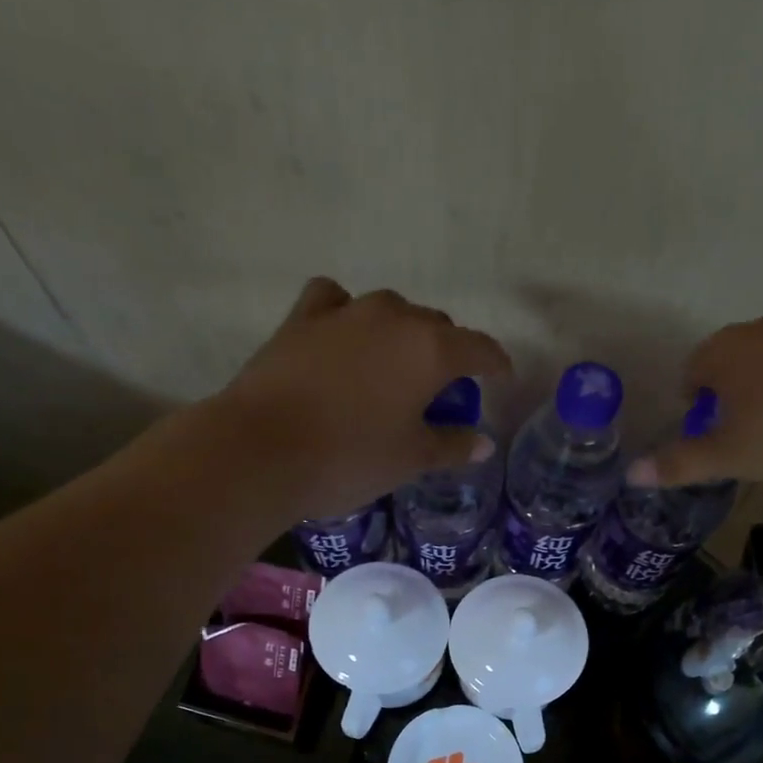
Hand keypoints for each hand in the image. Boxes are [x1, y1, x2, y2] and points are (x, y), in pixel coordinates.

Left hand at [209, 278, 511, 517]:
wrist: (261, 450)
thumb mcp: (410, 459)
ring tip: (394, 368)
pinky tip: (343, 337)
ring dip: (402, 335)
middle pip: (435, 326)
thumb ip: (451, 446)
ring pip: (390, 312)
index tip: (501, 379)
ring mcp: (344, 312)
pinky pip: (335, 303)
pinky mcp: (301, 318)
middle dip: (447, 353)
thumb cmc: (350, 458)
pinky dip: (347, 316)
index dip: (496, 364)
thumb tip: (482, 443)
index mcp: (430, 349)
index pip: (479, 348)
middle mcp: (393, 317)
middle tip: (441, 390)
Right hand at [625, 309, 762, 487]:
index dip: (692, 404)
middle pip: (729, 360)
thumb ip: (679, 463)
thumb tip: (631, 474)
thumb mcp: (726, 455)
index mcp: (721, 351)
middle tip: (739, 431)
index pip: (690, 372)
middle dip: (728, 392)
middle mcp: (757, 328)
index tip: (705, 432)